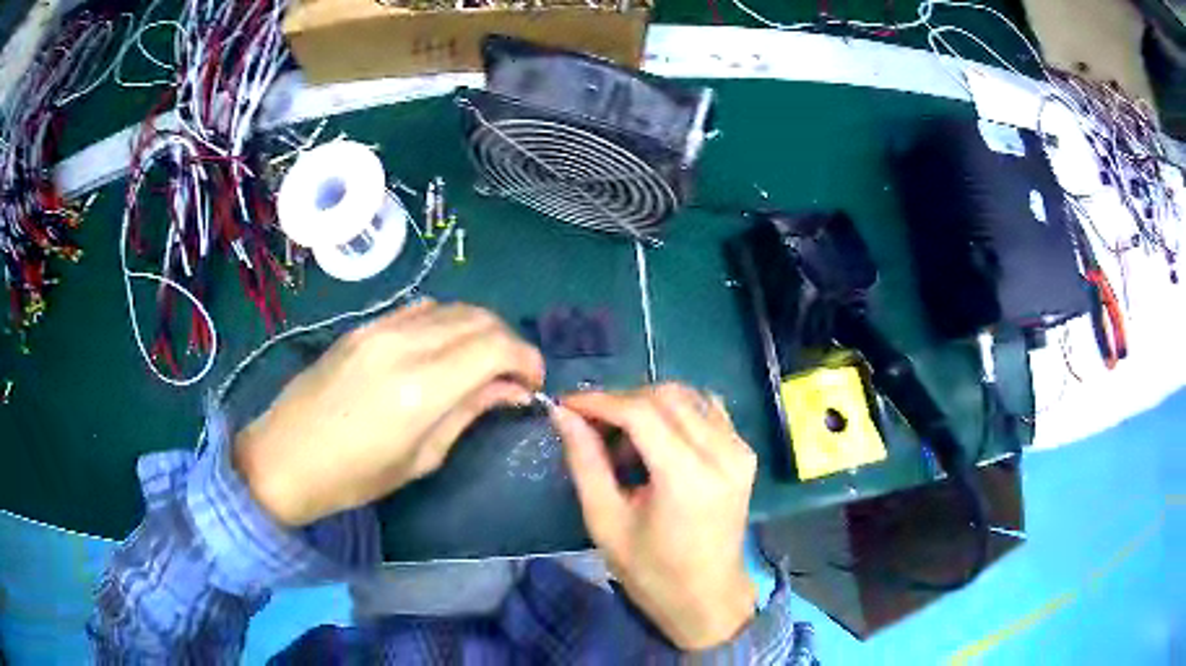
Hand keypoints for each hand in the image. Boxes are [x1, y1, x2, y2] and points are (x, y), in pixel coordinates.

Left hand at [234, 301, 543, 526]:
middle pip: (480, 318)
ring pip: (453, 307)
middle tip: (512, 377)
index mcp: (420, 388)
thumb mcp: (420, 459)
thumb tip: (510, 389)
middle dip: (509, 343)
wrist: (284, 457)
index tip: (532, 384)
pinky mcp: (364, 326)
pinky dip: (447, 323)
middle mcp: (403, 345)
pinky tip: (443, 349)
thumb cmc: (352, 477)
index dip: (527, 359)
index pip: (496, 346)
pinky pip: (421, 310)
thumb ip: (468, 413)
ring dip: (480, 329)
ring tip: (482, 363)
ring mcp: (380, 328)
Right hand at [551, 384, 757, 650]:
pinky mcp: (744, 453)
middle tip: (591, 426)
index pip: (640, 412)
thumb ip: (585, 462)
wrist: (708, 598)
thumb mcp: (606, 521)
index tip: (566, 404)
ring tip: (623, 440)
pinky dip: (676, 413)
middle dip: (622, 401)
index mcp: (688, 476)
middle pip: (666, 396)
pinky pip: (708, 410)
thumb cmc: (652, 572)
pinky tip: (657, 440)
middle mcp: (722, 452)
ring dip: (648, 405)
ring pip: (688, 396)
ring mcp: (739, 450)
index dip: (599, 401)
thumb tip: (562, 413)